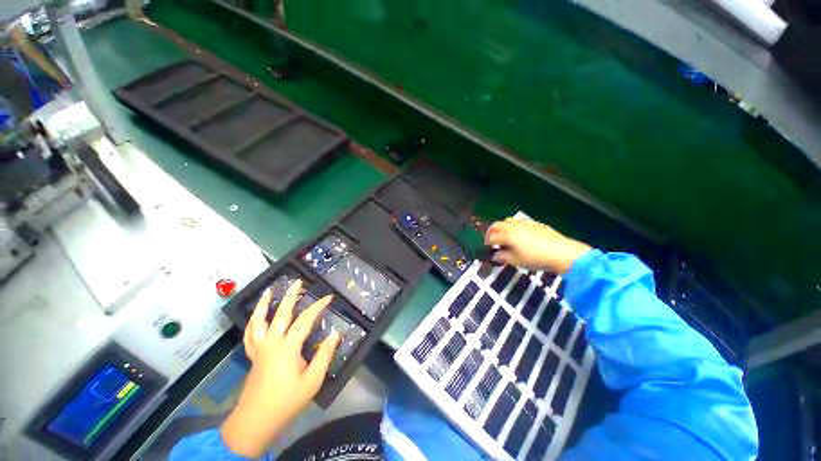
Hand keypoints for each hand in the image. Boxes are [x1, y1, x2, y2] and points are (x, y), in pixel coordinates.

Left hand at [221, 280, 340, 456]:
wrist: (256, 421)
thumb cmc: (287, 401)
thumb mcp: (313, 380)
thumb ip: (325, 355)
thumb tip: (336, 333)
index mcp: (287, 348)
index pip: (305, 320)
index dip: (318, 307)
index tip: (329, 298)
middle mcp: (271, 343)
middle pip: (280, 314)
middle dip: (290, 296)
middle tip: (297, 281)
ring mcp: (259, 349)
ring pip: (259, 321)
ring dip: (264, 304)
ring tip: (269, 290)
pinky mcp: (253, 356)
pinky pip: (250, 334)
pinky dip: (253, 322)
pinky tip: (256, 316)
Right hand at [484, 217, 591, 273]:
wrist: (561, 252)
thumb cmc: (536, 259)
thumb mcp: (517, 261)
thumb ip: (503, 257)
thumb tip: (495, 255)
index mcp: (507, 235)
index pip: (492, 237)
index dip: (487, 242)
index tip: (486, 247)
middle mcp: (513, 226)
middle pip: (497, 225)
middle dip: (491, 231)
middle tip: (490, 239)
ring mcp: (524, 223)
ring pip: (507, 220)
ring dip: (502, 227)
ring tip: (503, 234)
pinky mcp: (534, 223)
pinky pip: (518, 221)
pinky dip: (513, 225)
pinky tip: (518, 233)